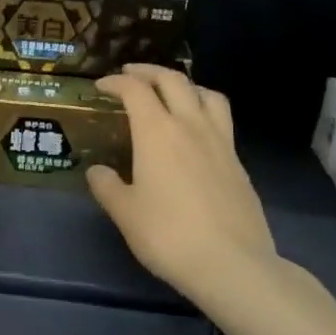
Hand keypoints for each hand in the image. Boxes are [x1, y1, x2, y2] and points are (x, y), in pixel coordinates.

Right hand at [87, 65, 276, 302]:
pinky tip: (196, 131)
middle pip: (173, 81)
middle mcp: (191, 126)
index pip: (135, 90)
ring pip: (206, 93)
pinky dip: (204, 109)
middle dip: (148, 72)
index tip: (101, 86)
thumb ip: (107, 186)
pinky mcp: (238, 162)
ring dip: (184, 84)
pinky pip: (221, 119)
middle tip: (131, 75)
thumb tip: (97, 171)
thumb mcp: (125, 212)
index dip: (116, 82)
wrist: (231, 263)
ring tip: (171, 92)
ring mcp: (220, 142)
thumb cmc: (168, 235)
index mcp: (157, 132)